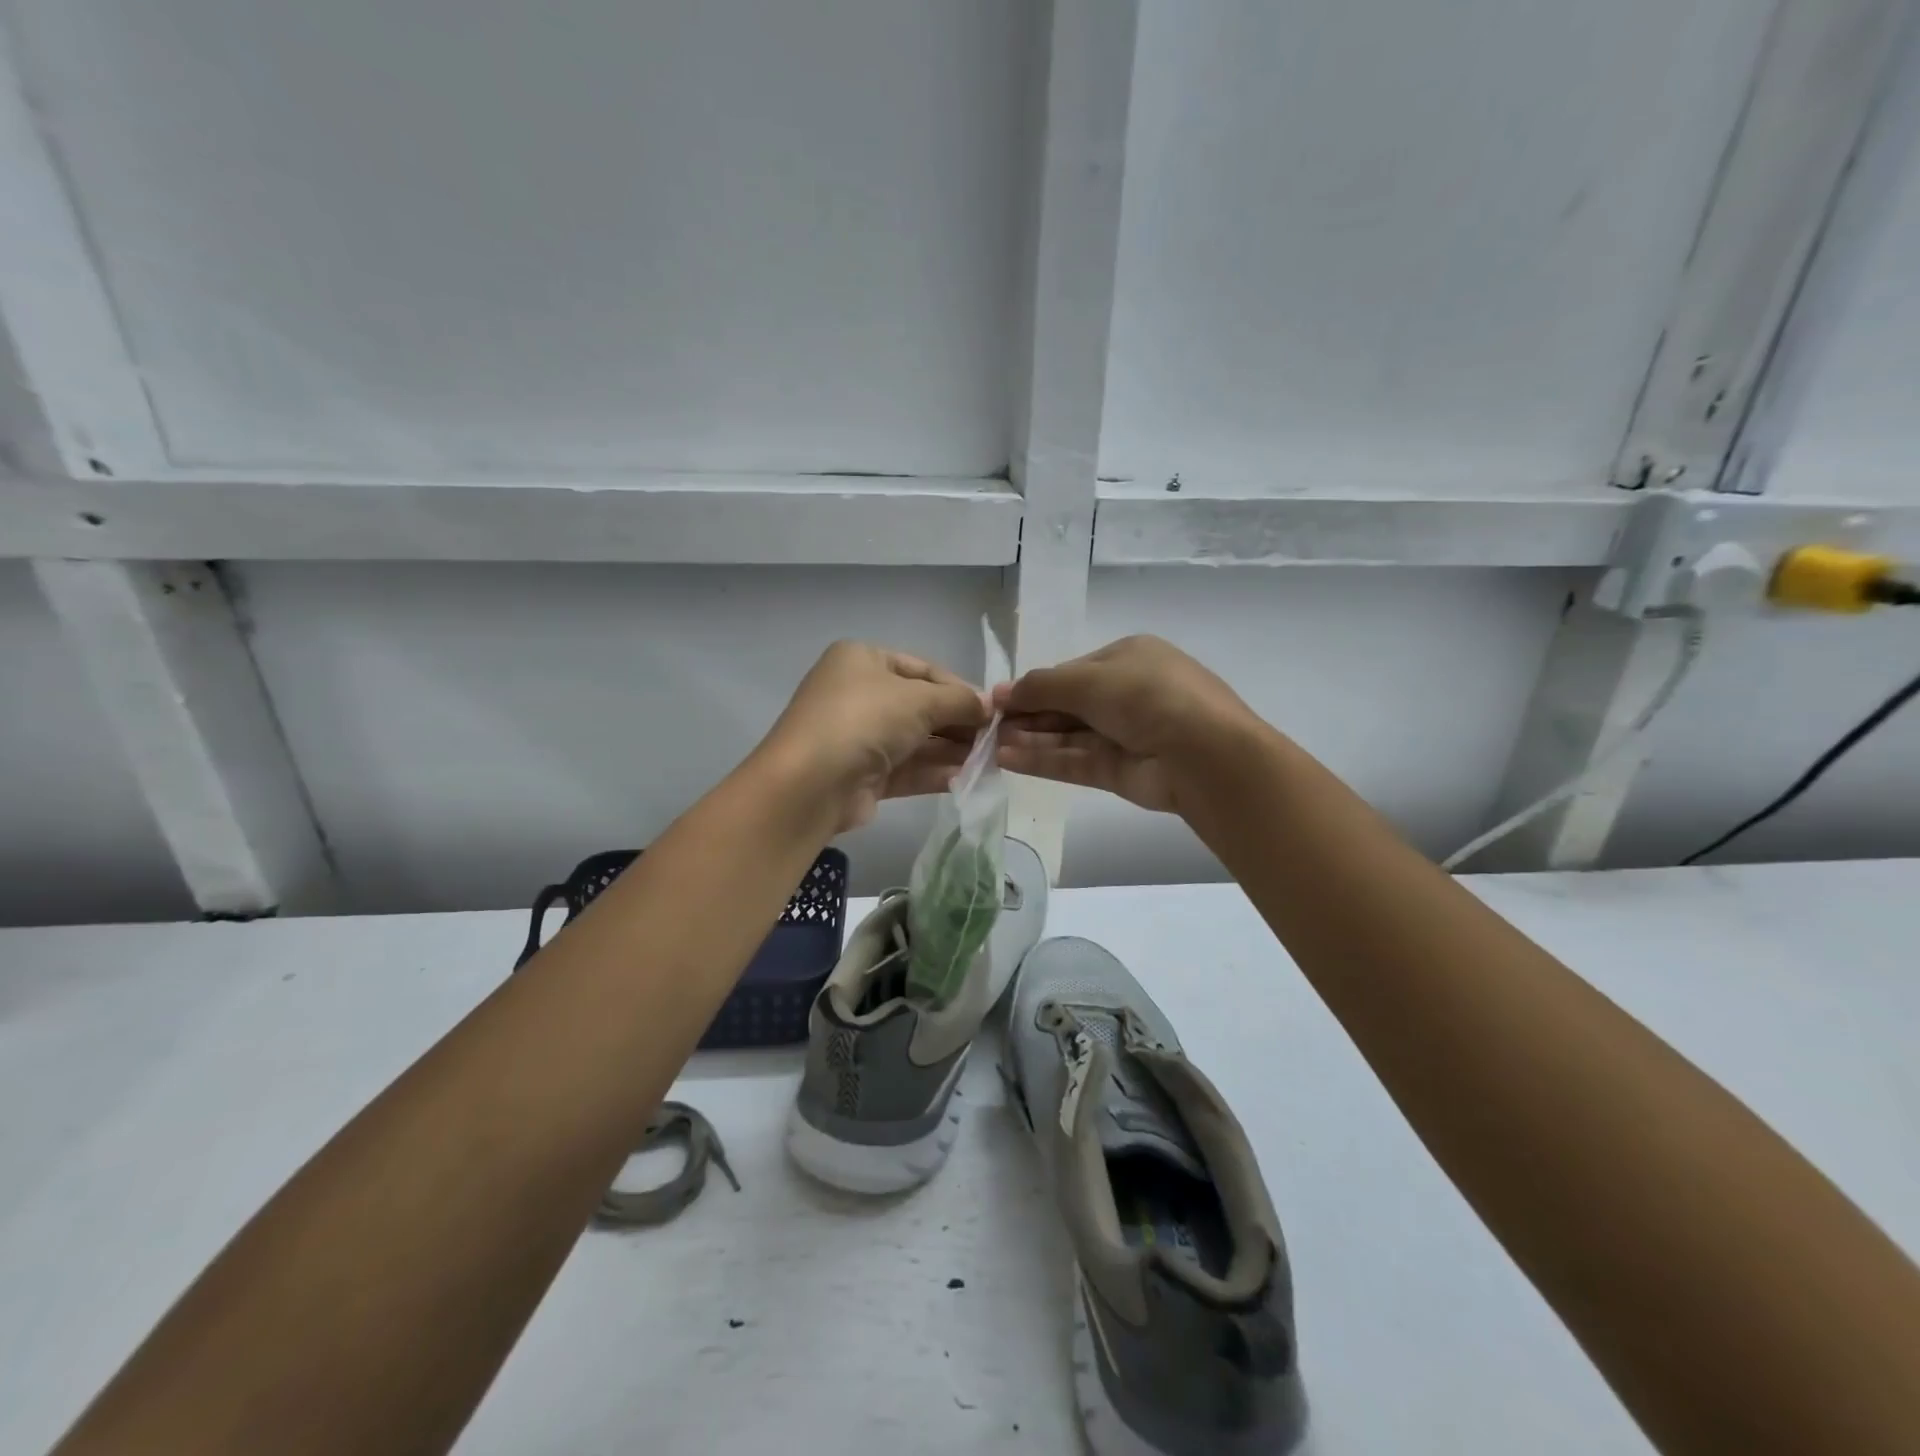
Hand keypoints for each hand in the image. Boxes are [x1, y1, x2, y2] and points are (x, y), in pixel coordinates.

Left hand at [758, 641, 989, 832]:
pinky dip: (936, 772)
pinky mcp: (863, 775)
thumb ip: (959, 701)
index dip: (960, 688)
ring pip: (917, 740)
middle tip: (995, 739)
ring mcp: (859, 737)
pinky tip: (968, 779)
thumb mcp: (919, 699)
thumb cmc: (864, 720)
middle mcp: (859, 694)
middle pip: (921, 706)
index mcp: (863, 660)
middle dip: (958, 723)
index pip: (923, 669)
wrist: (811, 784)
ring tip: (989, 761)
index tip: (993, 710)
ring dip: (953, 750)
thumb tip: (989, 706)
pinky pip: (908, 768)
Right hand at [993, 635, 1260, 812]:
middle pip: (1067, 704)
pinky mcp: (1119, 770)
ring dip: (1030, 738)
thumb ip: (1042, 685)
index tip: (999, 698)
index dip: (1035, 685)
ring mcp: (1124, 734)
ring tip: (990, 745)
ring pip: (1068, 735)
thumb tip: (1001, 692)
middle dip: (1029, 714)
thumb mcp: (1090, 679)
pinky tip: (1008, 759)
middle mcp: (1127, 694)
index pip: (1072, 671)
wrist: (1202, 753)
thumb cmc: (1147, 696)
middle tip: (988, 725)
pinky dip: (1043, 760)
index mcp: (1128, 659)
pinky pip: (1074, 761)